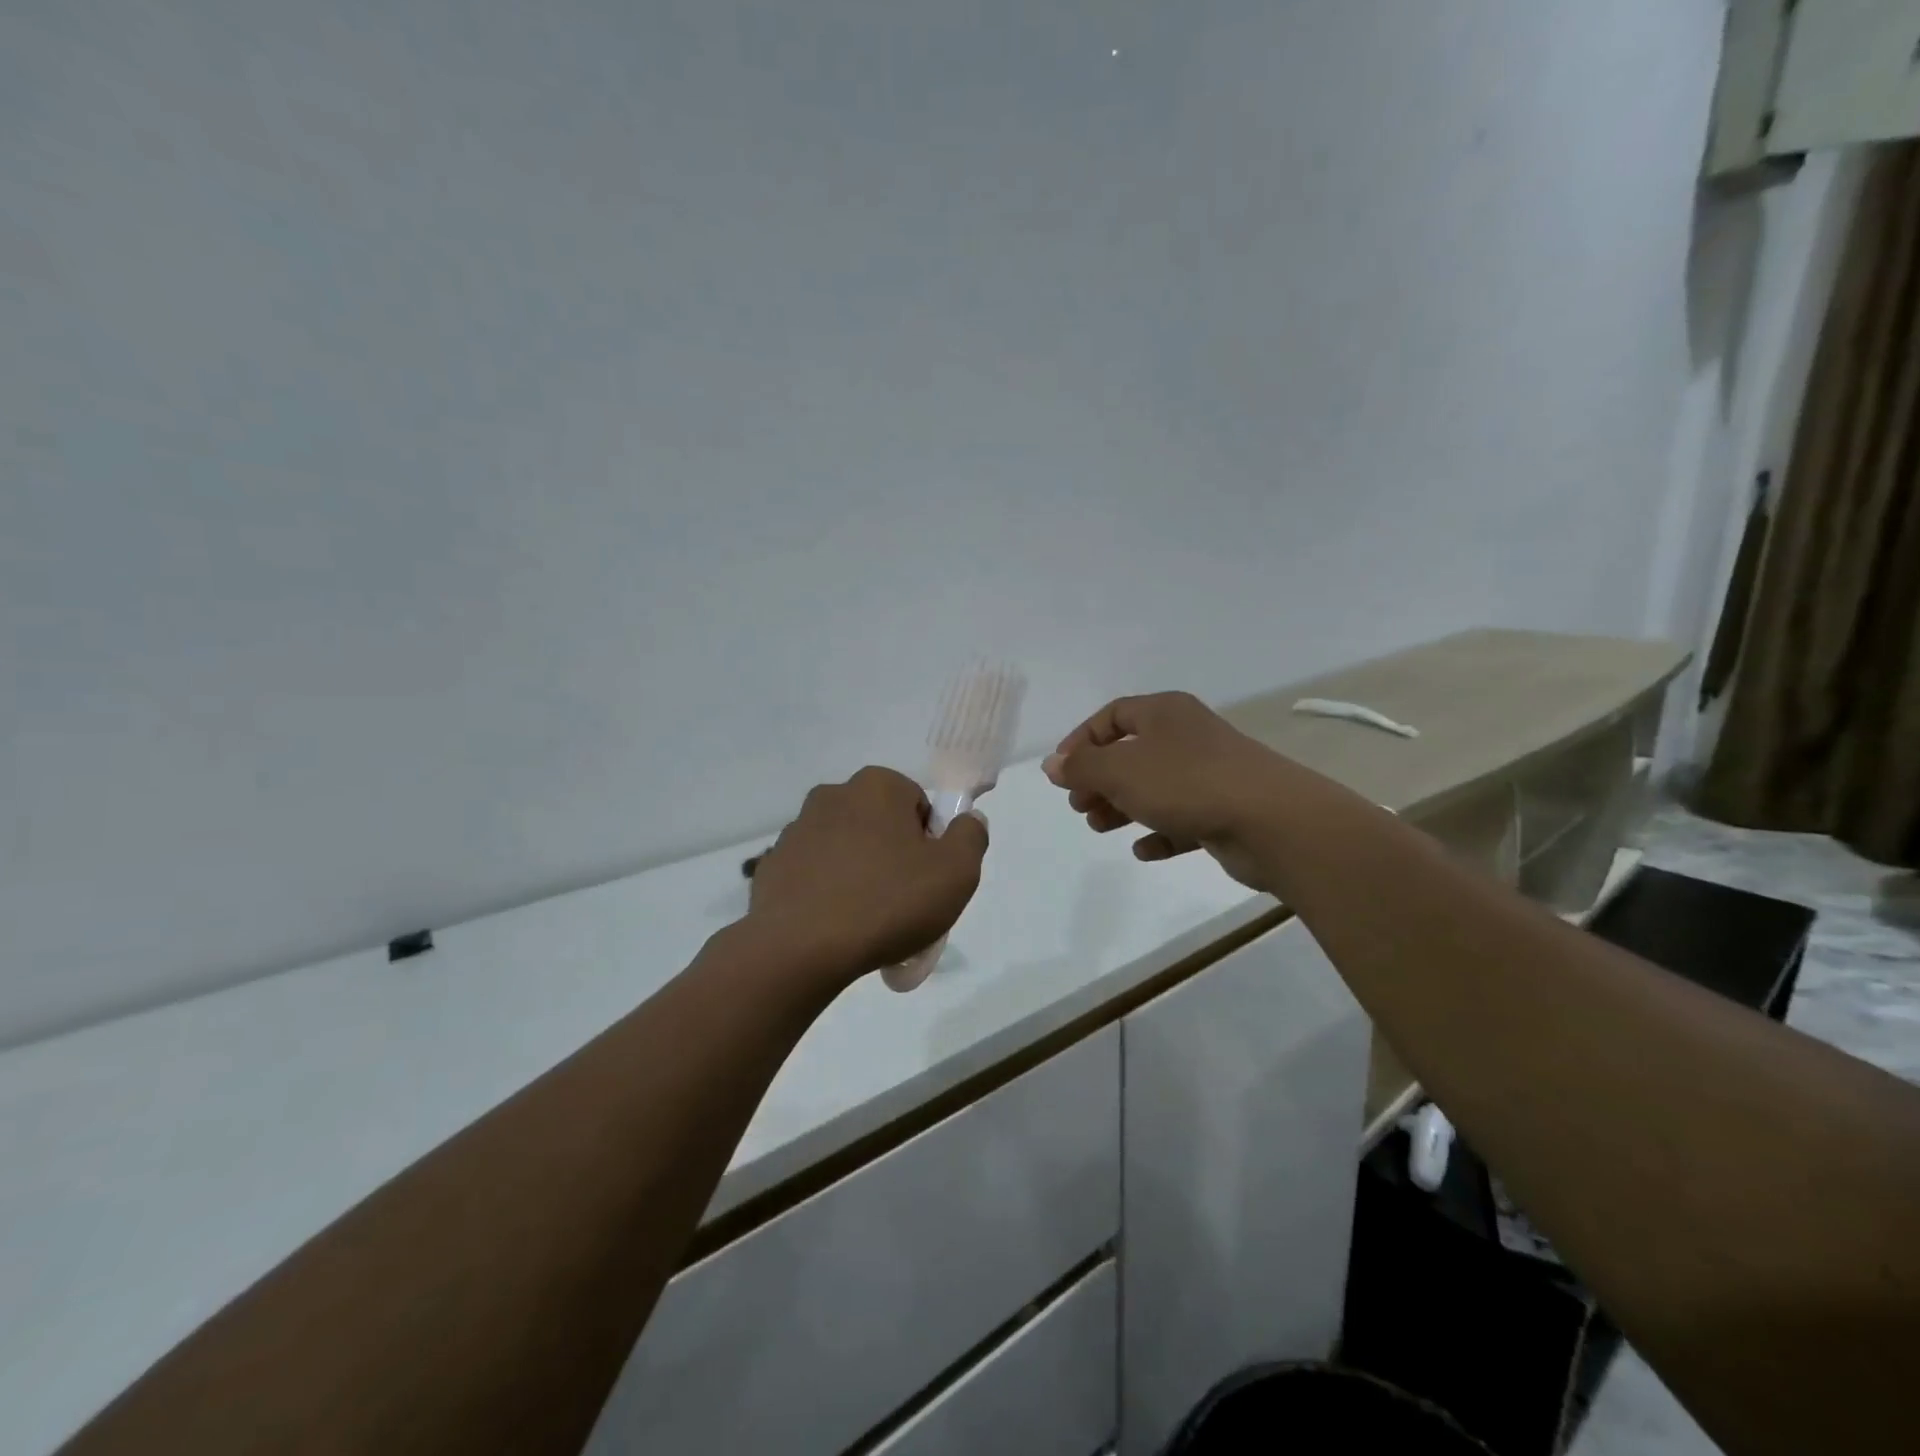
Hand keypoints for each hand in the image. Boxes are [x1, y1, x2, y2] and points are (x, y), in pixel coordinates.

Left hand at [746, 766, 989, 986]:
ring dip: (859, 874)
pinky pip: (813, 875)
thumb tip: (968, 820)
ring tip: (867, 923)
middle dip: (894, 857)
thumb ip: (971, 837)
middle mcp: (832, 795)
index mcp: (877, 786)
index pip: (918, 805)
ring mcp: (796, 831)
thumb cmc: (887, 902)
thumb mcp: (956, 873)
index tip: (928, 880)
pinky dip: (826, 893)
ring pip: (845, 850)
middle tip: (903, 904)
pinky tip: (834, 928)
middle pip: (880, 825)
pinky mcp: (772, 866)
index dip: (930, 843)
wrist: (800, 949)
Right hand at [1042, 692, 1294, 890]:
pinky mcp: (1223, 810)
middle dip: (1100, 780)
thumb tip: (1051, 765)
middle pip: (1131, 753)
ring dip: (1122, 807)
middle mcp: (1187, 737)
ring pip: (1154, 787)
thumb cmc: (1186, 783)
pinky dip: (1159, 832)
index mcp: (1164, 713)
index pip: (1112, 716)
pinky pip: (1181, 818)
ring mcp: (1209, 774)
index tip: (1062, 772)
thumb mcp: (1120, 771)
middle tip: (1079, 805)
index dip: (1082, 740)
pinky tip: (1143, 850)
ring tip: (1098, 827)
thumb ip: (1082, 767)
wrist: (1272, 821)